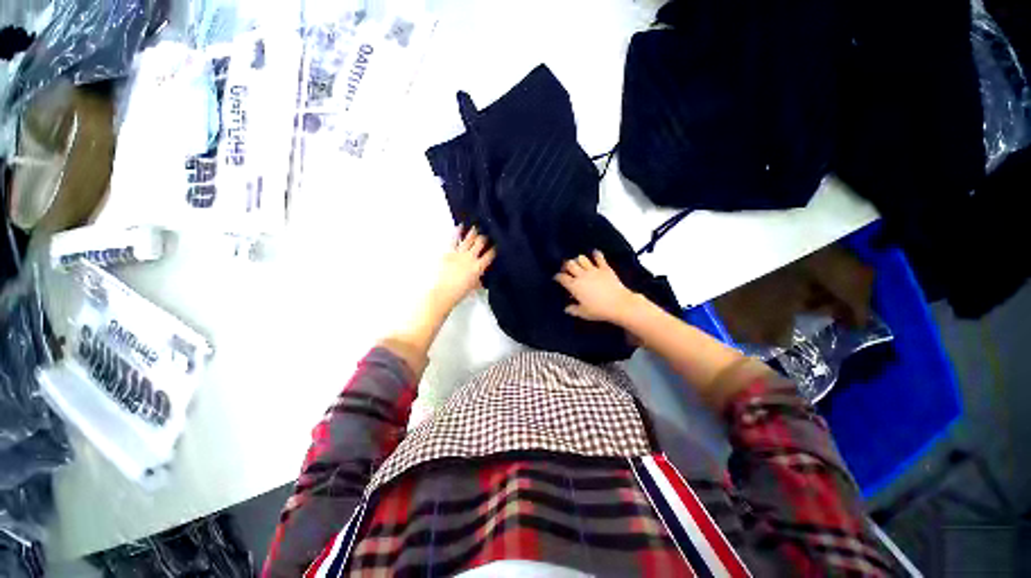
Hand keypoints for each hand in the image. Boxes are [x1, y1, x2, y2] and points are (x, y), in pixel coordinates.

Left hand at [431, 226, 495, 310]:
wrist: (444, 291)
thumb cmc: (460, 292)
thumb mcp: (473, 286)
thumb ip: (478, 280)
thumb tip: (480, 280)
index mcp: (479, 267)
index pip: (490, 255)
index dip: (494, 248)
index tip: (497, 244)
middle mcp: (471, 257)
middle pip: (480, 242)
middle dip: (484, 237)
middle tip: (485, 234)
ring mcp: (459, 253)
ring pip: (468, 239)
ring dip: (473, 232)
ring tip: (476, 227)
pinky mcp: (449, 252)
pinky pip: (454, 240)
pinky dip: (457, 232)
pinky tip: (460, 226)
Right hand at [554, 250, 638, 323]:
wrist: (619, 304)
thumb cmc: (599, 310)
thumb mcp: (583, 313)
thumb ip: (573, 310)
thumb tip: (566, 308)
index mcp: (574, 286)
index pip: (562, 277)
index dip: (557, 277)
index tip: (557, 278)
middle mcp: (582, 275)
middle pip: (570, 264)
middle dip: (566, 265)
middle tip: (567, 269)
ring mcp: (593, 270)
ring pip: (582, 258)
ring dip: (579, 260)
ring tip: (579, 263)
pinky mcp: (605, 268)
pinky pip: (599, 257)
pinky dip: (596, 254)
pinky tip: (594, 254)